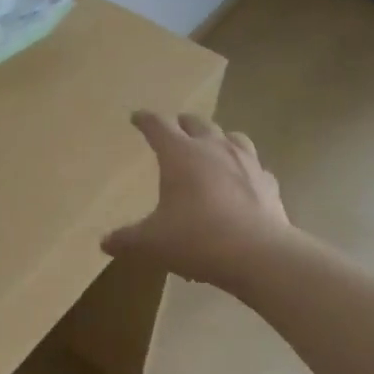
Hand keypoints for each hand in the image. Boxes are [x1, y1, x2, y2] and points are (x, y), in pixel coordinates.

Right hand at [102, 111, 290, 285]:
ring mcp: (245, 162)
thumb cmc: (197, 239)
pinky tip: (242, 181)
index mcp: (180, 154)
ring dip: (217, 137)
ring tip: (212, 146)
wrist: (260, 255)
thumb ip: (127, 240)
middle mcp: (213, 148)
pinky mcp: (268, 182)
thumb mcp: (153, 243)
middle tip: (174, 128)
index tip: (137, 117)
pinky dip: (245, 168)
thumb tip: (105, 242)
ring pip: (230, 136)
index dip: (145, 120)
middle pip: (196, 122)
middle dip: (181, 123)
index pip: (158, 125)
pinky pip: (254, 166)